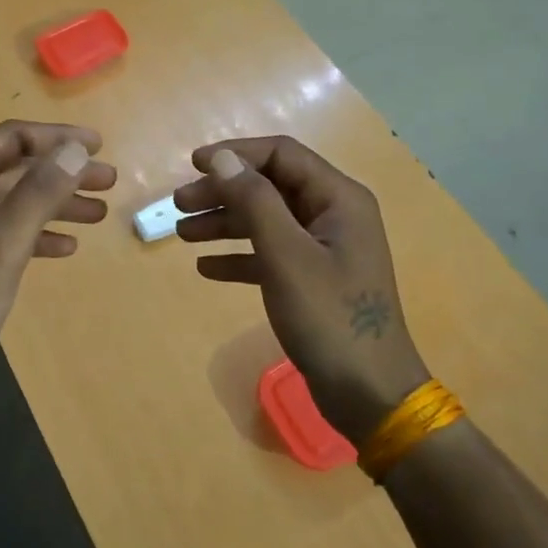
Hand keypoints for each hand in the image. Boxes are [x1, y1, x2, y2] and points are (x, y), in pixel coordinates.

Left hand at [0, 120, 115, 417]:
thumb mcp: (3, 243)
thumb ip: (39, 192)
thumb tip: (77, 149)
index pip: (10, 139)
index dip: (56, 137)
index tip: (99, 146)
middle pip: (17, 168)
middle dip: (63, 171)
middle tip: (109, 180)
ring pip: (18, 202)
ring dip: (58, 203)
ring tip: (100, 212)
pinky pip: (12, 233)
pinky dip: (41, 234)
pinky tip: (69, 247)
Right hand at [174, 137, 427, 445]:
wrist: (368, 393)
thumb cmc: (329, 317)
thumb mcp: (286, 255)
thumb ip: (254, 201)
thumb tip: (223, 158)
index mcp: (338, 199)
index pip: (281, 155)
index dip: (236, 154)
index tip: (193, 165)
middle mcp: (333, 215)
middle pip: (270, 187)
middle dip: (223, 192)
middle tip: (179, 206)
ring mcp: (324, 249)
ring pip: (266, 220)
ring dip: (225, 223)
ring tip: (182, 234)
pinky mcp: (313, 279)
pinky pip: (270, 254)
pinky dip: (239, 256)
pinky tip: (207, 268)